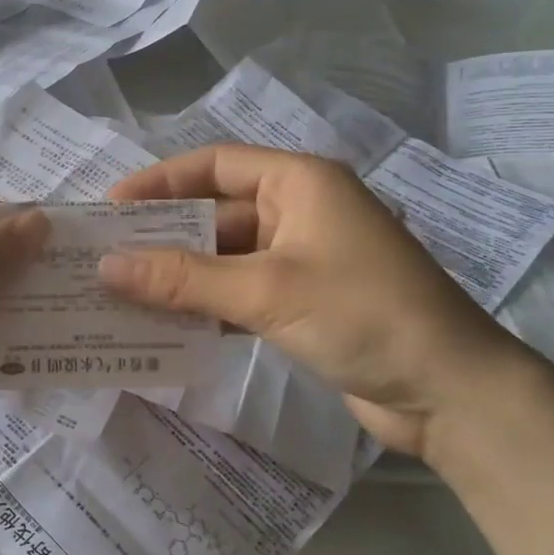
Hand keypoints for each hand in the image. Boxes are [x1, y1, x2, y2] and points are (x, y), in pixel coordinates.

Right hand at [102, 145, 530, 456]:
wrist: (448, 391)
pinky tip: (166, 325)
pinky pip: (240, 292)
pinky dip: (206, 305)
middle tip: (104, 257)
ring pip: (225, 257)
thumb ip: (181, 278)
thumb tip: (105, 267)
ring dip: (180, 276)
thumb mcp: (264, 290)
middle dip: (163, 235)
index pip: (215, 164)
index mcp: (299, 183)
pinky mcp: (304, 301)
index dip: (160, 181)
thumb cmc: (361, 314)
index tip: (111, 208)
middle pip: (216, 213)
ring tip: (121, 293)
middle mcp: (299, 211)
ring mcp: (303, 259)